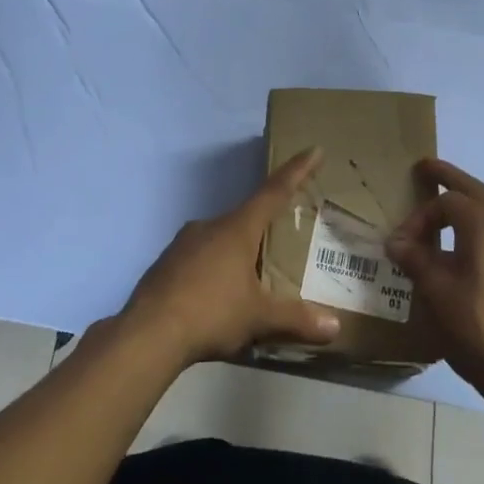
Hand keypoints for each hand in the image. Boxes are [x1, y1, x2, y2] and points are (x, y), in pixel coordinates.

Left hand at [121, 149, 340, 366]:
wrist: (148, 334)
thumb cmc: (211, 313)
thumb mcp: (259, 318)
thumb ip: (297, 319)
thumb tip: (336, 327)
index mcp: (237, 229)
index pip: (273, 192)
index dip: (296, 171)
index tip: (313, 149)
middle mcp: (209, 227)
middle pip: (246, 219)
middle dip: (265, 228)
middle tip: (282, 241)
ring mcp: (182, 244)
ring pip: (220, 240)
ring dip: (237, 253)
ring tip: (251, 280)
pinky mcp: (165, 264)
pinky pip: (199, 259)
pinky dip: (214, 271)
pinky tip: (217, 297)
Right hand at [386, 159, 483, 403]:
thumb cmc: (479, 329)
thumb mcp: (437, 293)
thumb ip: (416, 259)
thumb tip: (396, 242)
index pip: (448, 202)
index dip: (420, 216)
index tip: (401, 244)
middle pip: (476, 192)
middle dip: (450, 178)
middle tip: (426, 168)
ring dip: (466, 204)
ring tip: (442, 208)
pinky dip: (478, 226)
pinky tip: (463, 247)